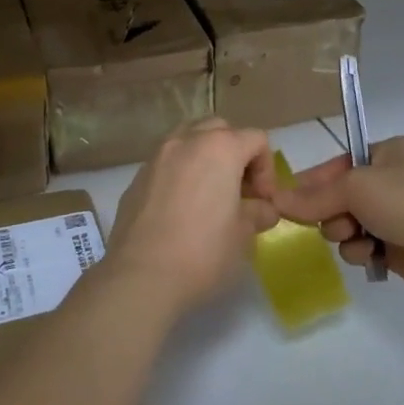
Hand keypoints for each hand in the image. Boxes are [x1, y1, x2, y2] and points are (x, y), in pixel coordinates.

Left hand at [105, 118, 281, 319]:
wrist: (141, 275)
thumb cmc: (203, 251)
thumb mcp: (243, 234)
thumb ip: (258, 213)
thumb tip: (263, 209)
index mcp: (219, 148)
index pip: (256, 139)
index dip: (267, 169)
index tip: (263, 201)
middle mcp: (186, 142)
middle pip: (220, 130)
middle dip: (235, 154)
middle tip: (239, 191)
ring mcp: (156, 157)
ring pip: (188, 139)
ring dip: (205, 158)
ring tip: (209, 194)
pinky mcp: (136, 178)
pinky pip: (166, 163)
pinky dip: (181, 173)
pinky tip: (181, 208)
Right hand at [273, 136, 403, 299]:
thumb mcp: (354, 186)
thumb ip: (313, 196)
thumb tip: (276, 201)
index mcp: (388, 153)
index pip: (339, 163)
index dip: (314, 181)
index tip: (288, 198)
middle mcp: (393, 181)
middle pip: (340, 197)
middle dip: (331, 212)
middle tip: (334, 220)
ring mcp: (398, 215)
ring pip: (348, 224)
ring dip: (344, 233)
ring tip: (357, 237)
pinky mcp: (400, 247)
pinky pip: (363, 247)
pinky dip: (361, 251)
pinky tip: (371, 254)